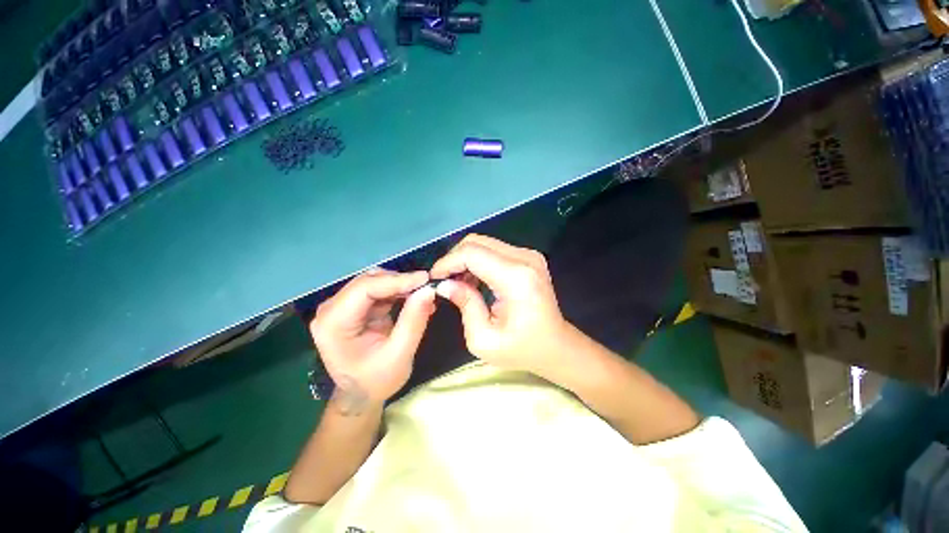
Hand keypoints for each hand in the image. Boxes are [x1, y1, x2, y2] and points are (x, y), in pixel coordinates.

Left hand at [309, 269, 435, 412]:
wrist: (362, 395)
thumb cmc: (377, 380)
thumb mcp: (400, 354)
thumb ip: (413, 321)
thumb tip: (428, 290)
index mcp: (332, 323)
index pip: (364, 289)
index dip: (397, 280)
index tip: (425, 279)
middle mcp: (331, 309)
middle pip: (369, 281)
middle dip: (400, 281)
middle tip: (427, 286)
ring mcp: (341, 306)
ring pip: (375, 281)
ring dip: (400, 285)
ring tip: (423, 293)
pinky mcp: (353, 307)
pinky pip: (378, 290)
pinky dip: (398, 291)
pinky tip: (415, 298)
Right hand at [430, 234, 573, 381]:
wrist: (556, 346)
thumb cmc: (522, 349)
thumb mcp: (484, 339)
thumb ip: (464, 306)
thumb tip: (445, 284)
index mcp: (516, 278)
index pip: (472, 253)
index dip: (448, 262)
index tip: (435, 279)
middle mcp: (525, 258)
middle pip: (477, 242)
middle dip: (454, 258)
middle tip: (444, 281)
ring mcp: (529, 255)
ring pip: (484, 243)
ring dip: (465, 259)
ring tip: (458, 283)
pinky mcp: (528, 257)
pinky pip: (494, 249)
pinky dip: (478, 261)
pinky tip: (473, 280)